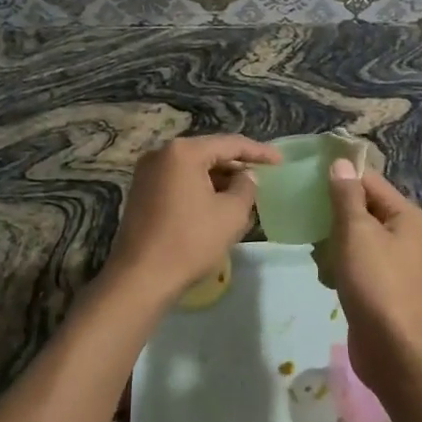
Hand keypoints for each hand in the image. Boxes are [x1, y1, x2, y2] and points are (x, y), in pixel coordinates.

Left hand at [104, 134, 279, 301]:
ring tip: (244, 195)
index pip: (230, 143)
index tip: (280, 161)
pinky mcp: (141, 193)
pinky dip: (200, 189)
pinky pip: (179, 183)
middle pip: (208, 153)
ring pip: (193, 169)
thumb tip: (246, 176)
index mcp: (183, 152)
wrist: (141, 277)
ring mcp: (147, 174)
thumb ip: (246, 187)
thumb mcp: (231, 213)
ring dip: (219, 180)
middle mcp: (161, 154)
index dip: (258, 151)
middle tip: (262, 177)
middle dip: (236, 166)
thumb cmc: (191, 241)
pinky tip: (218, 205)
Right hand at [325, 160, 421, 387]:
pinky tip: (328, 280)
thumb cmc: (377, 284)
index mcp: (407, 216)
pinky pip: (357, 265)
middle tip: (308, 222)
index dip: (340, 178)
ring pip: (356, 239)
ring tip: (320, 258)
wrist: (395, 351)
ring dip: (333, 246)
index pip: (370, 181)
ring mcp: (395, 264)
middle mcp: (406, 235)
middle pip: (362, 210)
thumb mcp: (357, 233)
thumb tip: (341, 163)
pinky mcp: (382, 288)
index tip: (307, 179)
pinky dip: (341, 269)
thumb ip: (346, 197)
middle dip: (334, 217)